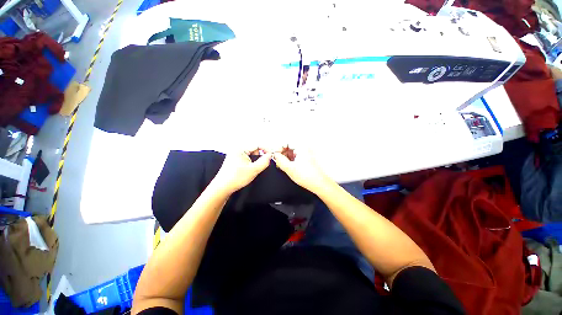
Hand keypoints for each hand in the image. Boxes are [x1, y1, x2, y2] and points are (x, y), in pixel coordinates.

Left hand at [211, 148, 271, 193]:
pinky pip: (246, 159)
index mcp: (240, 149)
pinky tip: (248, 170)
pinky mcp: (234, 160)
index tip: (271, 155)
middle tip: (258, 166)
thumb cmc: (236, 178)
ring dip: (254, 161)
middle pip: (254, 150)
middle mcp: (236, 150)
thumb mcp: (254, 169)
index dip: (265, 149)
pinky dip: (250, 163)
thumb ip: (264, 161)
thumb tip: (270, 155)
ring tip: (252, 170)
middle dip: (259, 157)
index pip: (257, 145)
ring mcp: (235, 155)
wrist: (223, 187)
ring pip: (250, 155)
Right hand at [272, 146, 330, 192]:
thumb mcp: (290, 168)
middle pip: (288, 146)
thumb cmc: (308, 177)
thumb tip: (275, 155)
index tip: (275, 154)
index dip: (279, 147)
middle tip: (277, 160)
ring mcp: (305, 153)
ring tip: (281, 165)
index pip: (286, 142)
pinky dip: (289, 160)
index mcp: (301, 147)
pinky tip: (286, 166)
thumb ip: (280, 160)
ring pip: (291, 151)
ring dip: (285, 157)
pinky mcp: (305, 159)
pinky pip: (294, 156)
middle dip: (281, 153)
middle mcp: (304, 148)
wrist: (319, 184)